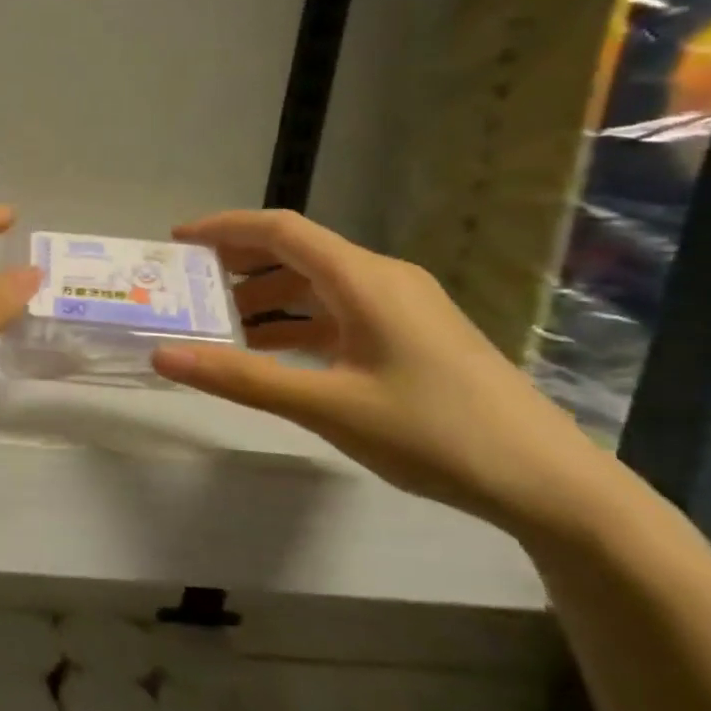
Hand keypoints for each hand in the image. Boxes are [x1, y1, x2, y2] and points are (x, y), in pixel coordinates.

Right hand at [151, 210, 623, 540]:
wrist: (548, 482)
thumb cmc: (434, 433)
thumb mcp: (327, 406)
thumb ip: (242, 378)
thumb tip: (163, 357)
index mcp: (364, 280)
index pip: (281, 231)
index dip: (224, 228)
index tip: (176, 242)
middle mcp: (383, 279)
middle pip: (298, 253)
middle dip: (240, 264)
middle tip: (189, 286)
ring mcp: (403, 308)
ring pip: (319, 286)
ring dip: (268, 298)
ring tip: (221, 326)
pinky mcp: (413, 336)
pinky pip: (340, 313)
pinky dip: (298, 324)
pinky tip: (275, 354)